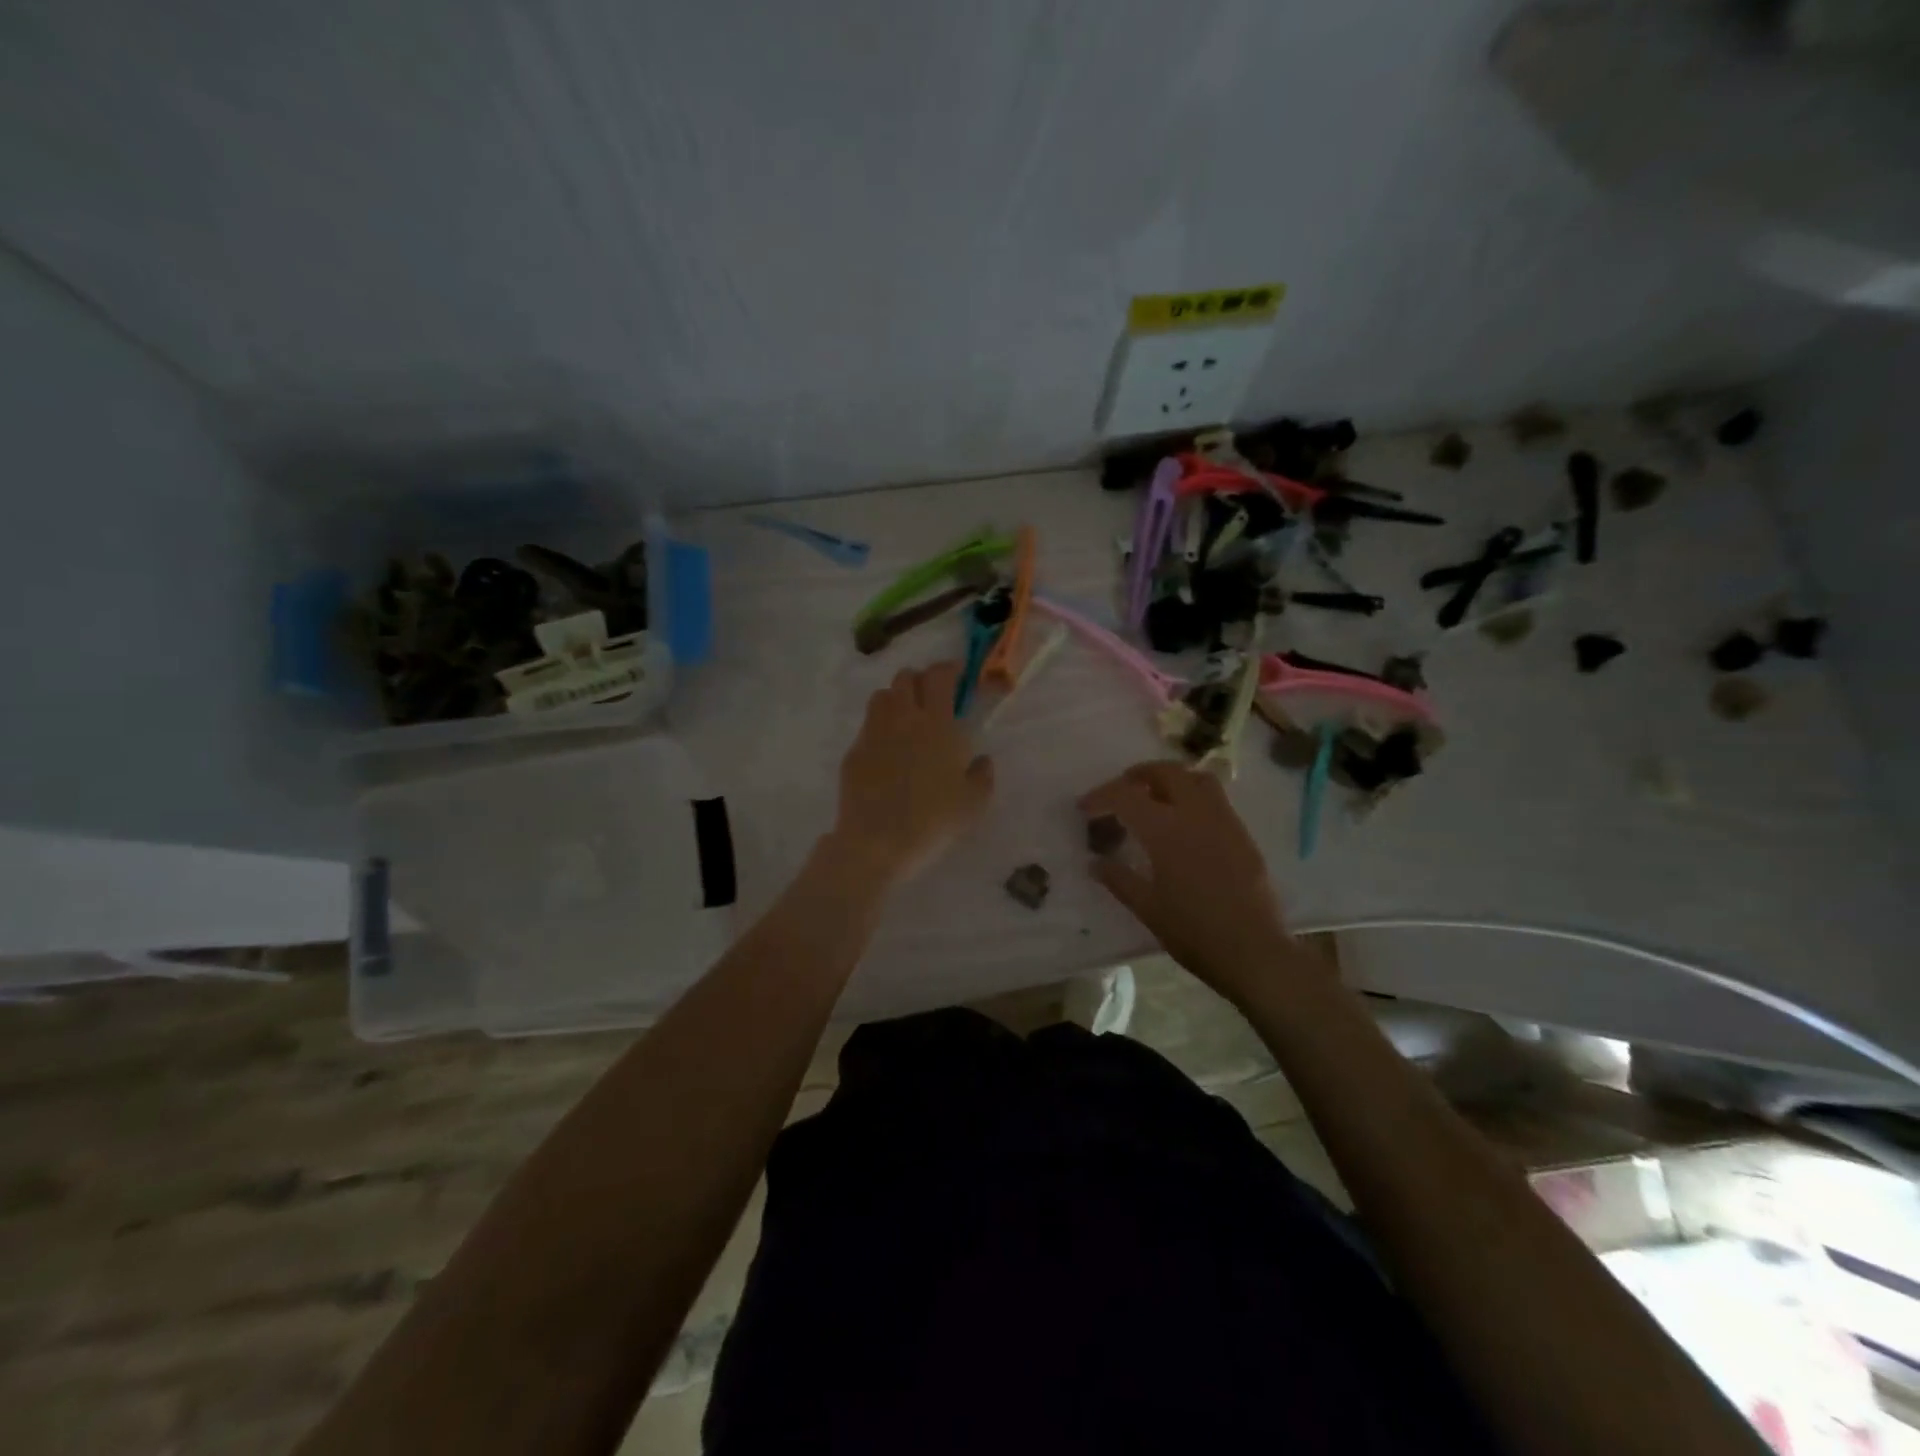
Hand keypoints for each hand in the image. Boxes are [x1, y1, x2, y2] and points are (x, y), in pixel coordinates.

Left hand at [828, 662, 994, 886]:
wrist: (878, 841)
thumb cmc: (934, 820)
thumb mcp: (974, 803)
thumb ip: (982, 775)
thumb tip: (981, 760)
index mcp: (937, 723)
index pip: (939, 676)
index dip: (949, 669)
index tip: (958, 676)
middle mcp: (902, 718)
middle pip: (906, 678)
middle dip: (921, 680)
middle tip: (933, 698)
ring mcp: (873, 733)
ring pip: (881, 696)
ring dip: (896, 698)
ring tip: (907, 719)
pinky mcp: (854, 752)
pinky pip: (867, 727)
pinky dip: (880, 728)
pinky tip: (888, 753)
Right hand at [1081, 761, 1317, 1003]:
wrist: (1255, 951)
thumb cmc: (1194, 932)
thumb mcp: (1148, 908)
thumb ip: (1119, 880)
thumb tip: (1095, 863)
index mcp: (1166, 830)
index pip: (1126, 795)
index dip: (1101, 795)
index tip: (1085, 808)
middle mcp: (1196, 814)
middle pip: (1166, 772)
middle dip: (1138, 775)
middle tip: (1121, 791)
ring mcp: (1224, 821)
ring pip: (1196, 778)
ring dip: (1171, 778)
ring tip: (1155, 797)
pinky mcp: (1243, 835)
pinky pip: (1216, 799)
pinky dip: (1193, 796)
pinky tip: (1185, 824)